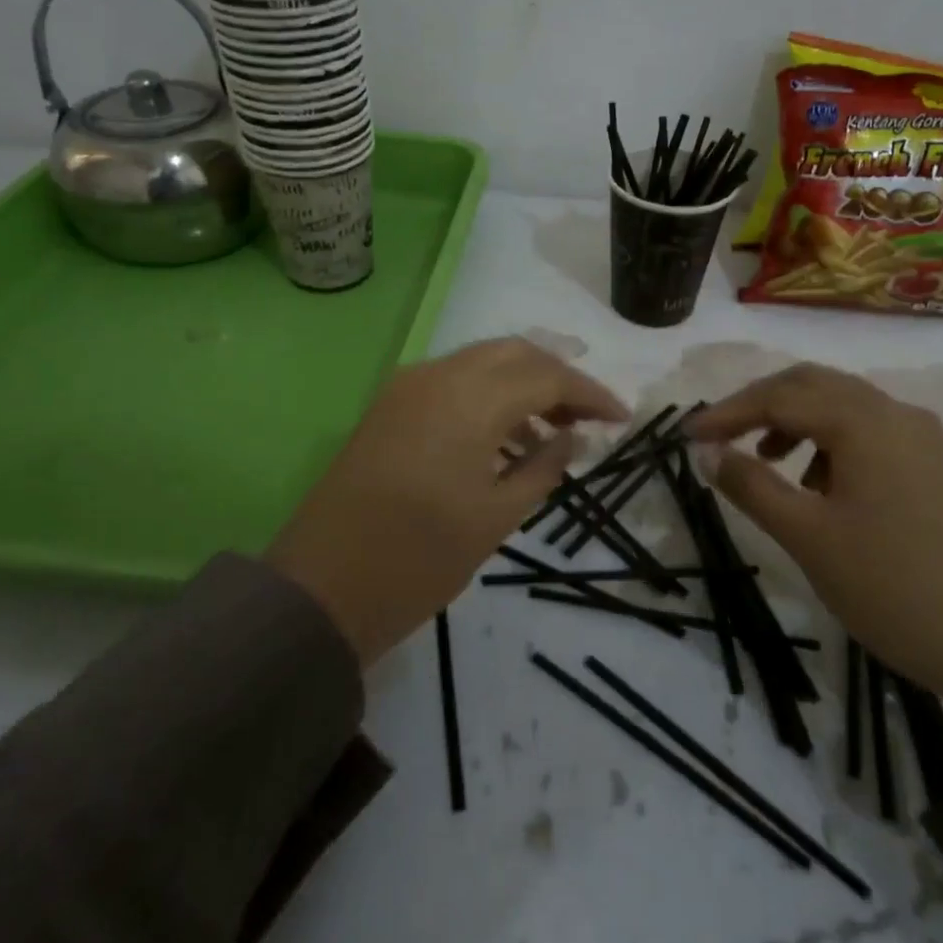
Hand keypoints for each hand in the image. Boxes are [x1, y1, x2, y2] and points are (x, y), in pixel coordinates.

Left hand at [265, 337, 627, 665]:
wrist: (320, 589)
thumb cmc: (418, 560)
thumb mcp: (495, 518)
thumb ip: (542, 468)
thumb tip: (571, 438)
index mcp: (470, 400)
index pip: (548, 376)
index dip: (591, 394)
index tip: (622, 418)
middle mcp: (438, 376)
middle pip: (516, 353)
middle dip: (558, 378)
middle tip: (588, 418)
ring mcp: (408, 387)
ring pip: (483, 361)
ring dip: (524, 383)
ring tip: (554, 431)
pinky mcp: (390, 406)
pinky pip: (454, 381)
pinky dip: (489, 394)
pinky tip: (506, 436)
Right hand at [686, 363, 942, 724]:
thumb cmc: (892, 588)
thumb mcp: (808, 537)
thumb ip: (751, 485)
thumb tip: (707, 452)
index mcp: (865, 422)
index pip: (780, 397)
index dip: (728, 412)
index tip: (688, 435)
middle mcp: (896, 413)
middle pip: (813, 384)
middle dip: (760, 404)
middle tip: (721, 436)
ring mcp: (923, 437)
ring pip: (843, 405)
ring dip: (796, 421)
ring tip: (767, 462)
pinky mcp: (937, 464)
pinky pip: (870, 431)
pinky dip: (830, 441)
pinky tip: (818, 484)